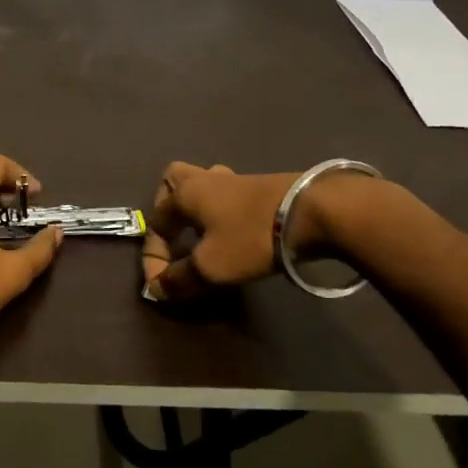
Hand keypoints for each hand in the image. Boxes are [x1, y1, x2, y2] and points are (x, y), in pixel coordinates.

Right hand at [140, 162, 300, 301]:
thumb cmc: (251, 237)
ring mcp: (235, 180)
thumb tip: (157, 288)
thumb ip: (179, 279)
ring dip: (197, 208)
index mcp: (185, 193)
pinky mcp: (261, 187)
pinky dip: (222, 212)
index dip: (153, 257)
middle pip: (174, 180)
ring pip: (204, 183)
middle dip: (168, 207)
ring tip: (202, 234)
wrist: (313, 212)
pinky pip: (228, 195)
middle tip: (174, 234)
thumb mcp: (211, 267)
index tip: (163, 285)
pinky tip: (232, 232)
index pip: (155, 222)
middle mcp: (205, 179)